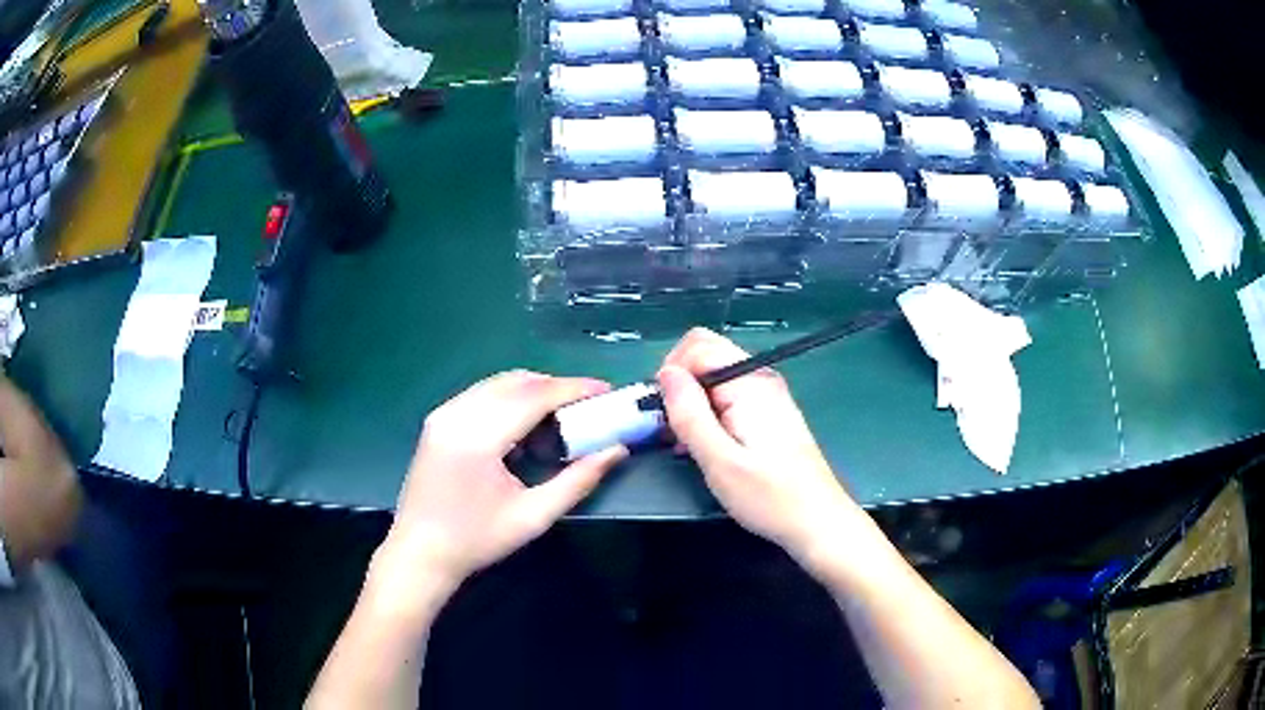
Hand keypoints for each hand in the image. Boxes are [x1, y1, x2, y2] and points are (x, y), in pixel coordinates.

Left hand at [373, 371, 626, 601]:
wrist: (419, 553)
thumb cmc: (476, 540)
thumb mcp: (533, 516)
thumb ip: (578, 480)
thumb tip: (616, 450)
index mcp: (477, 437)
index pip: (534, 396)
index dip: (574, 389)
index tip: (606, 390)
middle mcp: (457, 413)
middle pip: (517, 381)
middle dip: (557, 387)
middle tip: (588, 406)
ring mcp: (443, 414)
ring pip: (498, 384)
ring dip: (534, 391)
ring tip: (562, 416)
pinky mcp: (438, 420)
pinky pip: (482, 395)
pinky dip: (510, 399)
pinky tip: (525, 425)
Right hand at [657, 328, 864, 568]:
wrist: (817, 521)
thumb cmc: (769, 496)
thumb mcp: (719, 461)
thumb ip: (689, 414)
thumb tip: (666, 374)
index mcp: (749, 382)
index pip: (698, 346)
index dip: (670, 372)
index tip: (662, 413)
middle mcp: (760, 378)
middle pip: (706, 356)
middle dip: (679, 386)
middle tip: (670, 428)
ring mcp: (766, 394)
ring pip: (713, 378)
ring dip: (691, 403)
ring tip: (685, 444)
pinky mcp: (768, 412)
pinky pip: (727, 396)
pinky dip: (708, 414)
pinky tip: (704, 446)